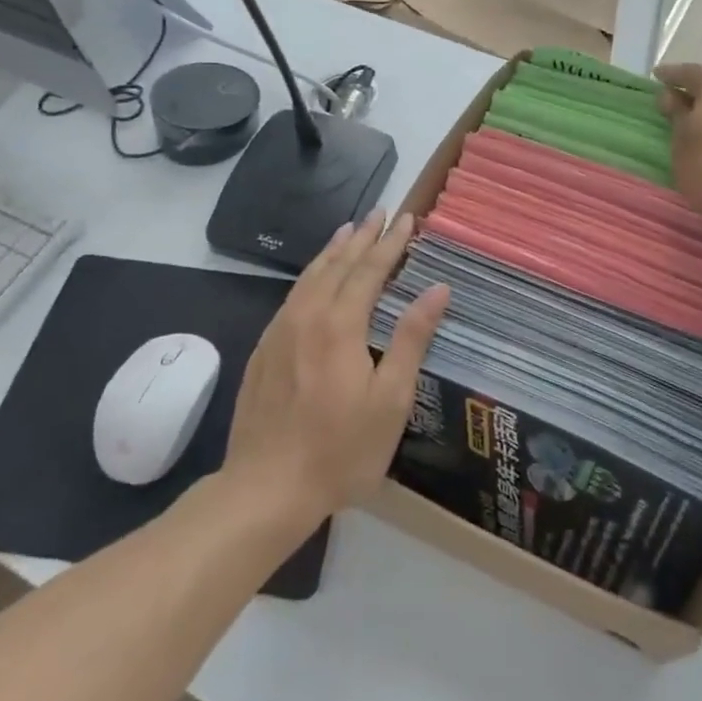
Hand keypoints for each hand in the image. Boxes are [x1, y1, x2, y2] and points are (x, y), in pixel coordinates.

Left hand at [223, 211, 449, 526]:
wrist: (265, 487)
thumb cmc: (341, 449)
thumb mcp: (390, 399)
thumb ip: (412, 339)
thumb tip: (437, 289)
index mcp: (340, 326)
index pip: (370, 271)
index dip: (391, 244)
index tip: (408, 220)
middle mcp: (307, 317)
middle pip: (338, 265)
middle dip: (363, 237)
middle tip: (381, 213)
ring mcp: (279, 333)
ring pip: (309, 277)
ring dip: (333, 251)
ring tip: (349, 230)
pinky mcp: (264, 351)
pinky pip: (292, 297)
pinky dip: (310, 276)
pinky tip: (314, 279)